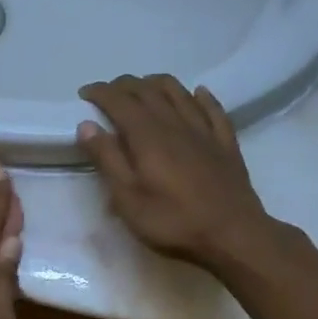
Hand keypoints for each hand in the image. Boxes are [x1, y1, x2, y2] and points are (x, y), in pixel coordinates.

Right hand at [77, 74, 280, 273]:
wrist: (233, 235)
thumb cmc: (172, 221)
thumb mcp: (127, 198)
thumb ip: (107, 159)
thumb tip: (87, 125)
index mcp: (148, 136)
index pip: (120, 101)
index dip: (100, 92)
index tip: (85, 93)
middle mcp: (176, 124)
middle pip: (148, 91)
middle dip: (124, 85)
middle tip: (108, 91)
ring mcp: (204, 131)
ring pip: (179, 93)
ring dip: (157, 83)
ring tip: (143, 87)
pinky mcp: (226, 143)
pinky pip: (213, 109)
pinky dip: (201, 96)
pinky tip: (197, 93)